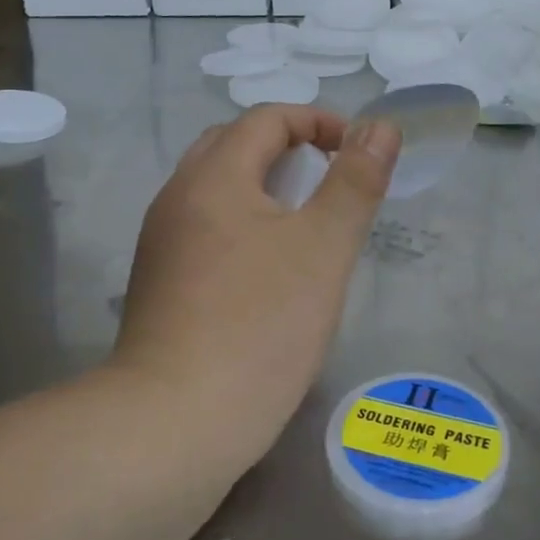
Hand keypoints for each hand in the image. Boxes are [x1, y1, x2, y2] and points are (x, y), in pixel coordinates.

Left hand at [112, 105, 400, 450]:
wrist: (177, 420)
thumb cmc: (261, 326)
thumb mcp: (324, 247)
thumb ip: (355, 181)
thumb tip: (381, 126)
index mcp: (213, 178)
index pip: (266, 119)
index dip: (318, 122)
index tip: (357, 152)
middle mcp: (177, 199)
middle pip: (233, 146)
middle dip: (287, 149)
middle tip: (330, 181)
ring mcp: (160, 243)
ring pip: (216, 191)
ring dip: (262, 188)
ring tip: (305, 224)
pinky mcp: (158, 284)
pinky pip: (205, 229)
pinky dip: (241, 224)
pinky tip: (267, 270)